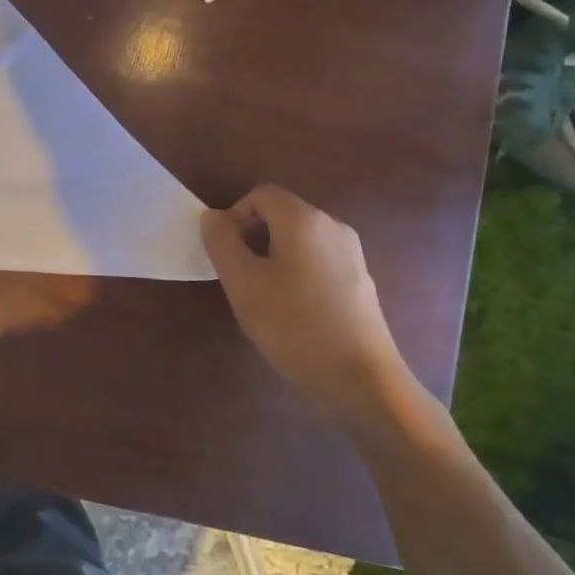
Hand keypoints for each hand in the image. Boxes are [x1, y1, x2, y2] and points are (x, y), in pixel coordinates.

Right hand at [200, 185, 412, 428]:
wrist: (361, 380)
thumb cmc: (293, 326)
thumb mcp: (242, 283)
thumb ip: (221, 242)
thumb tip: (212, 216)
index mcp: (304, 220)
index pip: (260, 195)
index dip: (235, 217)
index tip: (226, 255)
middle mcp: (333, 226)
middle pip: (281, 215)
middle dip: (253, 238)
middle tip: (240, 279)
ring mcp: (352, 254)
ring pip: (299, 240)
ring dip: (274, 258)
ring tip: (265, 299)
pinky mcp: (361, 281)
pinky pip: (318, 261)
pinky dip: (298, 273)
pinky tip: (294, 312)